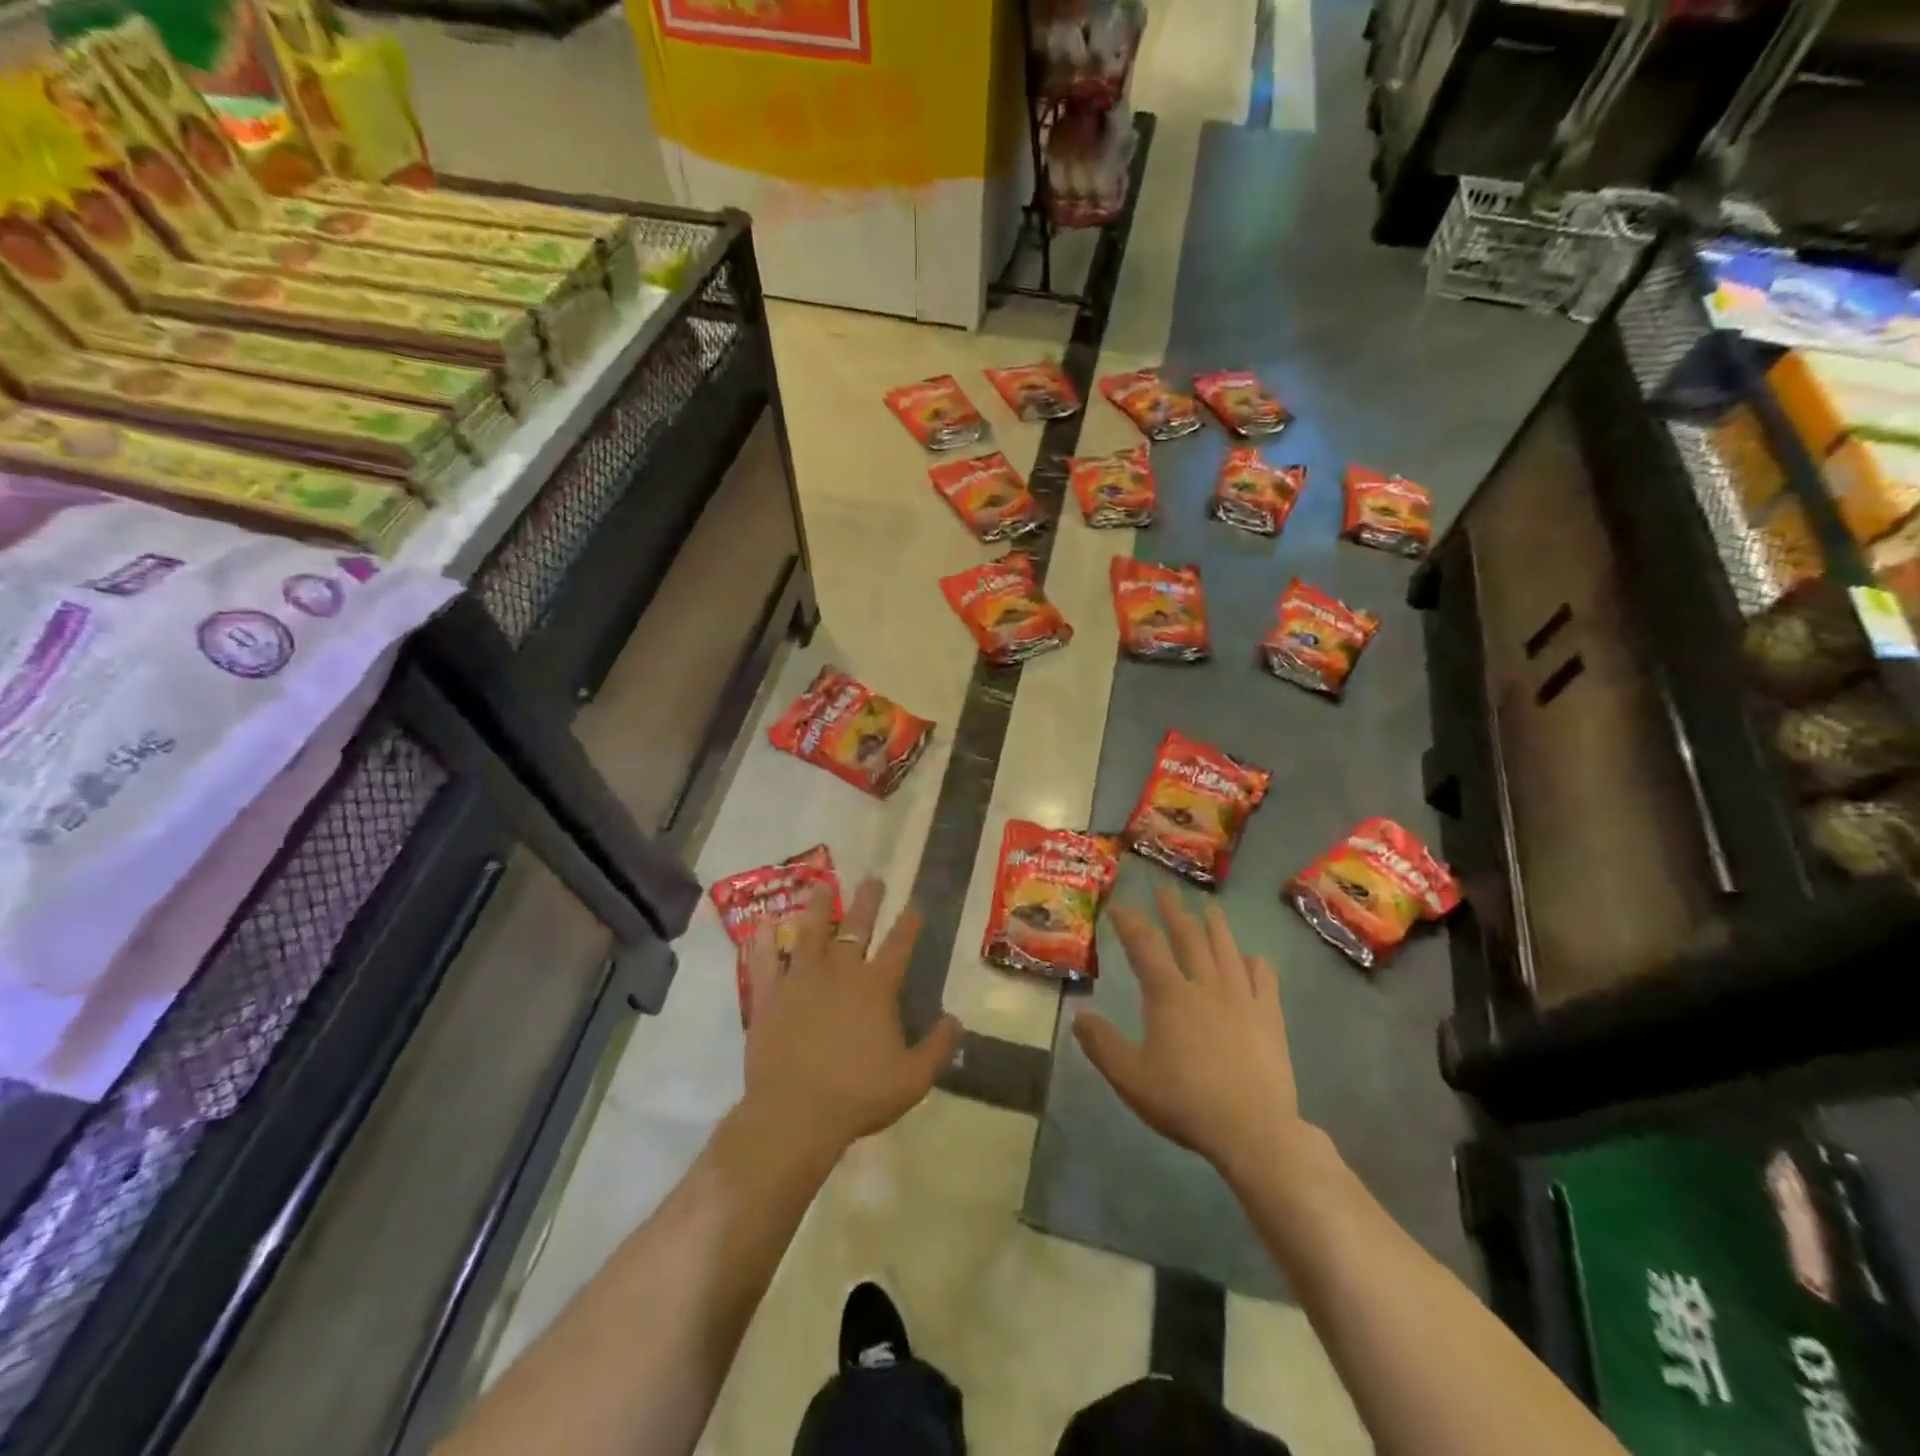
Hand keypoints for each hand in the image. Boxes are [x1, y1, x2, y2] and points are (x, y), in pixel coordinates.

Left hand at [742, 877, 961, 1159]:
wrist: (795, 1114)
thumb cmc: (858, 1095)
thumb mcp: (913, 1078)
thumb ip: (938, 1046)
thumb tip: (956, 1020)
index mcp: (875, 987)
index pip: (899, 945)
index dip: (910, 923)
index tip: (916, 904)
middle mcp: (839, 972)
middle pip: (855, 927)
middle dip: (867, 902)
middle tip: (872, 879)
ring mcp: (800, 980)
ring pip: (809, 933)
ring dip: (818, 907)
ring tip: (821, 884)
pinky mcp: (768, 997)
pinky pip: (764, 962)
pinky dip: (764, 942)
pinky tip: (764, 924)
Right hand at [1074, 888, 1308, 1182]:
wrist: (1254, 1130)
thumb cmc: (1186, 1101)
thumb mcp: (1130, 1078)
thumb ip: (1101, 1045)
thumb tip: (1079, 1016)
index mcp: (1169, 994)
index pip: (1144, 945)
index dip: (1130, 922)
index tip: (1119, 906)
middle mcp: (1205, 984)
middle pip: (1188, 936)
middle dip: (1173, 910)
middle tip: (1165, 889)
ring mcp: (1241, 997)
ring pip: (1226, 948)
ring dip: (1214, 924)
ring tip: (1209, 907)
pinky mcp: (1269, 1015)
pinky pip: (1263, 977)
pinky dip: (1253, 962)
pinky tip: (1250, 959)